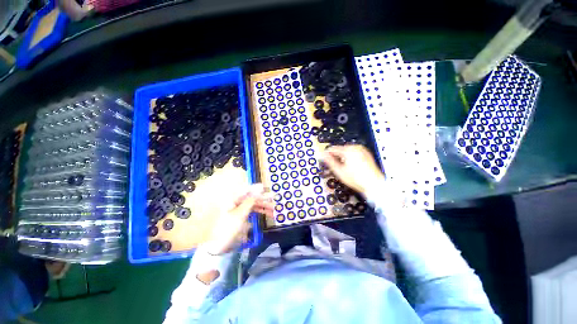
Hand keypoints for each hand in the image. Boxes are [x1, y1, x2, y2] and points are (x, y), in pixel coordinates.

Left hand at [203, 184, 272, 254]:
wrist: (216, 247)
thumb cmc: (227, 229)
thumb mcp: (240, 214)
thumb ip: (251, 200)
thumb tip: (260, 187)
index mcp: (233, 198)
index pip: (248, 190)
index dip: (259, 190)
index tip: (269, 191)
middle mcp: (236, 201)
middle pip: (252, 198)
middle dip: (263, 201)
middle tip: (274, 204)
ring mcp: (238, 209)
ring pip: (253, 205)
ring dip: (263, 207)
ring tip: (273, 211)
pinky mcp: (240, 216)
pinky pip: (251, 211)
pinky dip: (258, 213)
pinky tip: (266, 214)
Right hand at [321, 145, 384, 195]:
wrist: (374, 184)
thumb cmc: (356, 179)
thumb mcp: (339, 171)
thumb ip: (329, 161)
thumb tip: (321, 155)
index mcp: (349, 150)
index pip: (333, 149)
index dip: (326, 154)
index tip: (322, 158)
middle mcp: (356, 147)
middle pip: (340, 150)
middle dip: (336, 156)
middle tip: (333, 166)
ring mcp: (362, 150)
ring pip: (347, 151)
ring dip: (342, 157)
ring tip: (342, 167)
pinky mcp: (366, 154)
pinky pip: (354, 153)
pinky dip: (350, 158)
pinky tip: (350, 166)